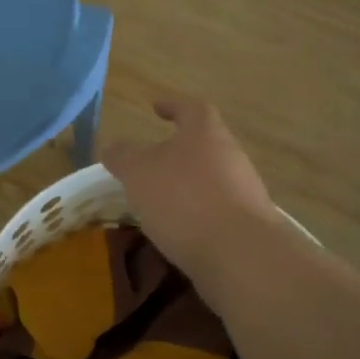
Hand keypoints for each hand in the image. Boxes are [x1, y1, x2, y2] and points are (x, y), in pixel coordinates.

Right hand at [103, 98, 284, 283]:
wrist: (239, 252)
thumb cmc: (184, 199)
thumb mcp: (139, 173)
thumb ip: (123, 156)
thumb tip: (111, 146)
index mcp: (205, 133)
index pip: (190, 108)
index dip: (172, 106)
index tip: (155, 107)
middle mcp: (230, 155)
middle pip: (203, 144)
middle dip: (177, 151)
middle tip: (150, 163)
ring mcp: (243, 190)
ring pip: (210, 178)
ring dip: (186, 185)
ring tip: (158, 201)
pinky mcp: (247, 223)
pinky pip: (215, 210)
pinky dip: (195, 214)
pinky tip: (177, 230)